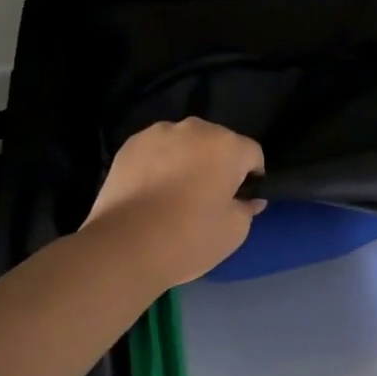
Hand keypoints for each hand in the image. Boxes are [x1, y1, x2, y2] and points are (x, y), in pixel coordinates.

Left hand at [82, 118, 266, 289]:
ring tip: (174, 194)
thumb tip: (249, 199)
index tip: (239, 201)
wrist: (124, 247)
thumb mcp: (234, 232)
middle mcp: (195, 129)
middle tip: (207, 197)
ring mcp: (158, 133)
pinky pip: (156, 150)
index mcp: (228, 146)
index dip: (250, 178)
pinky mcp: (130, 144)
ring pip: (184, 143)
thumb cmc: (189, 238)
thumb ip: (247, 208)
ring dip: (187, 160)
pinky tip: (151, 191)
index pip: (252, 155)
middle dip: (217, 164)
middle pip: (217, 143)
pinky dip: (159, 163)